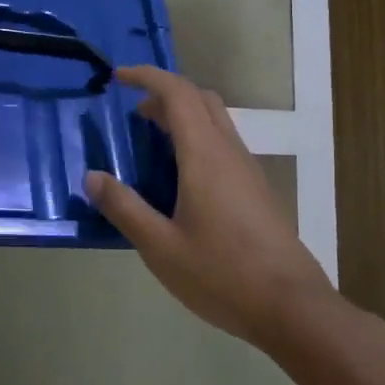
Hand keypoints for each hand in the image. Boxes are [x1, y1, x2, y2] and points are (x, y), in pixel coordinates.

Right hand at [85, 65, 333, 344]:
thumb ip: (124, 208)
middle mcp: (230, 152)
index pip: (177, 93)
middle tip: (134, 113)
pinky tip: (181, 179)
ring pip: (216, 121)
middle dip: (165, 94)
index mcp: (205, 156)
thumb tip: (92, 177)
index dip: (146, 76)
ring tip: (152, 143)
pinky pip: (224, 145)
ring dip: (183, 117)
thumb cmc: (221, 275)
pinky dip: (197, 139)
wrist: (292, 308)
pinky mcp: (257, 190)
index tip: (117, 77)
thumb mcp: (160, 247)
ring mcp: (248, 171)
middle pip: (200, 99)